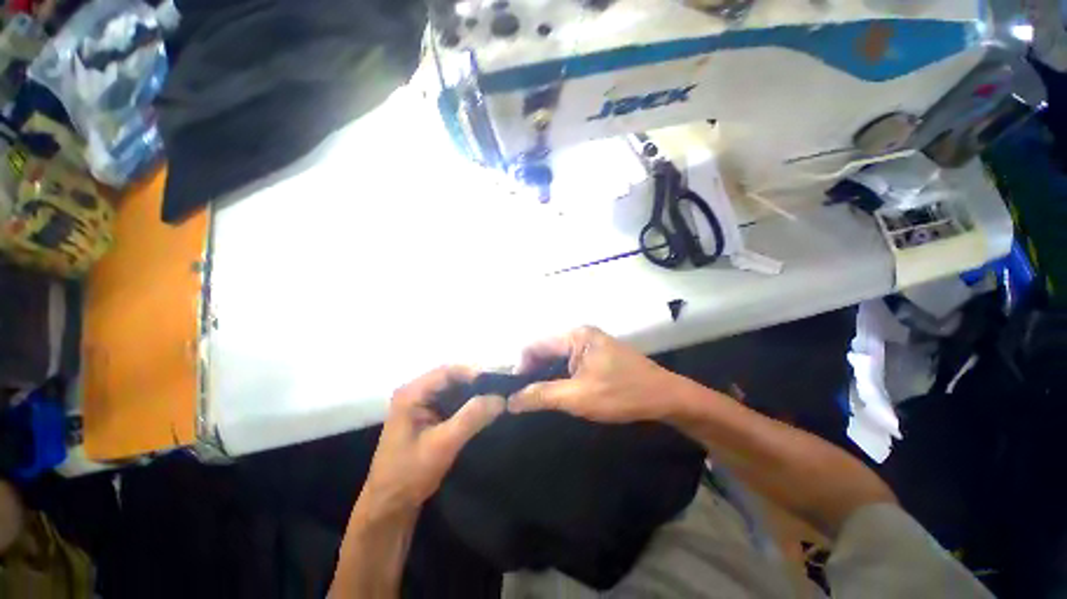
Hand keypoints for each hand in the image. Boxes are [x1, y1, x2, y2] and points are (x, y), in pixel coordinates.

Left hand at [355, 366, 504, 520]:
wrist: (390, 505)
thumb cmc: (410, 473)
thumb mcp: (443, 444)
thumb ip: (471, 417)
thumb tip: (500, 398)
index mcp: (412, 393)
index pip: (448, 371)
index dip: (474, 373)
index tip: (498, 382)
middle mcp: (415, 392)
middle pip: (452, 377)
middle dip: (476, 382)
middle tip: (501, 388)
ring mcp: (420, 403)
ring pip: (453, 388)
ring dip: (474, 392)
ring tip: (497, 396)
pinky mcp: (427, 415)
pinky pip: (452, 401)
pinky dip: (468, 403)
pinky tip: (483, 409)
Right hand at [508, 326, 683, 422]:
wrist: (666, 397)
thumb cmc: (621, 393)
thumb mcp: (578, 397)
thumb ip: (542, 395)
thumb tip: (510, 400)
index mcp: (575, 336)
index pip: (534, 346)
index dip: (520, 367)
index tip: (515, 393)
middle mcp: (580, 334)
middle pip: (545, 350)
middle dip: (533, 373)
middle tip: (525, 400)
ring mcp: (591, 344)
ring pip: (557, 358)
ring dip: (547, 376)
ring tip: (539, 399)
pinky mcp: (598, 355)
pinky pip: (570, 363)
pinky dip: (561, 376)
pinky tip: (559, 393)